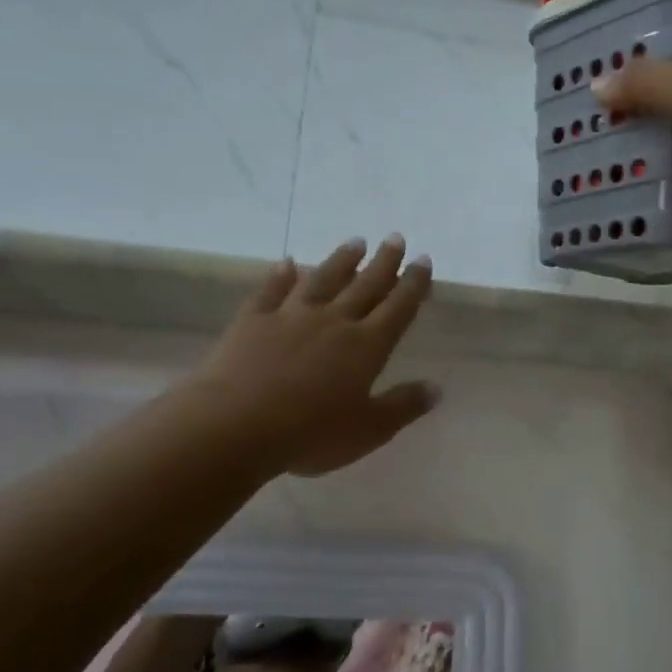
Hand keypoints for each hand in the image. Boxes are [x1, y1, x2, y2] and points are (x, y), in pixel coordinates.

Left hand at [191, 237, 438, 477]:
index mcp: (366, 346)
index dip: (413, 284)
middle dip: (384, 262)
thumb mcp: (369, 430)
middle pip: (365, 285)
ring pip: (322, 280)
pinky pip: (271, 290)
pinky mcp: (253, 321)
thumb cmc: (311, 433)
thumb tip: (436, 387)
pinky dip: (281, 275)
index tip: (423, 260)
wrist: (235, 425)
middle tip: (395, 237)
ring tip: (355, 242)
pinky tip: (287, 263)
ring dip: (340, 260)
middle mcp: (333, 321)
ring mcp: (291, 316)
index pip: (398, 308)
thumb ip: (403, 406)